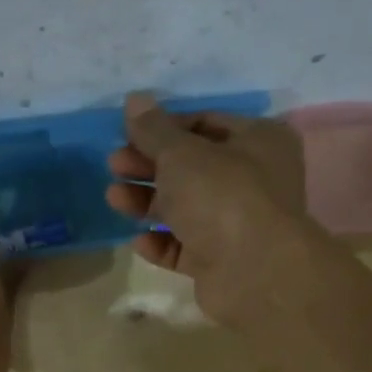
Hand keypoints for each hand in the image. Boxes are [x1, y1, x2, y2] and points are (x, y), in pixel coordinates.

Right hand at [104, 93, 312, 319]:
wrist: (254, 272)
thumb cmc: (221, 196)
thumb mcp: (180, 153)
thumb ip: (153, 129)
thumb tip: (135, 98)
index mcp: (258, 140)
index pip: (204, 123)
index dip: (163, 127)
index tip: (127, 134)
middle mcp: (254, 179)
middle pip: (191, 167)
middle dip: (148, 166)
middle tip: (113, 166)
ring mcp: (239, 223)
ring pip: (185, 207)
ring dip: (147, 202)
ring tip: (114, 199)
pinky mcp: (223, 260)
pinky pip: (186, 246)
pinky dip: (162, 242)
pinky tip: (139, 240)